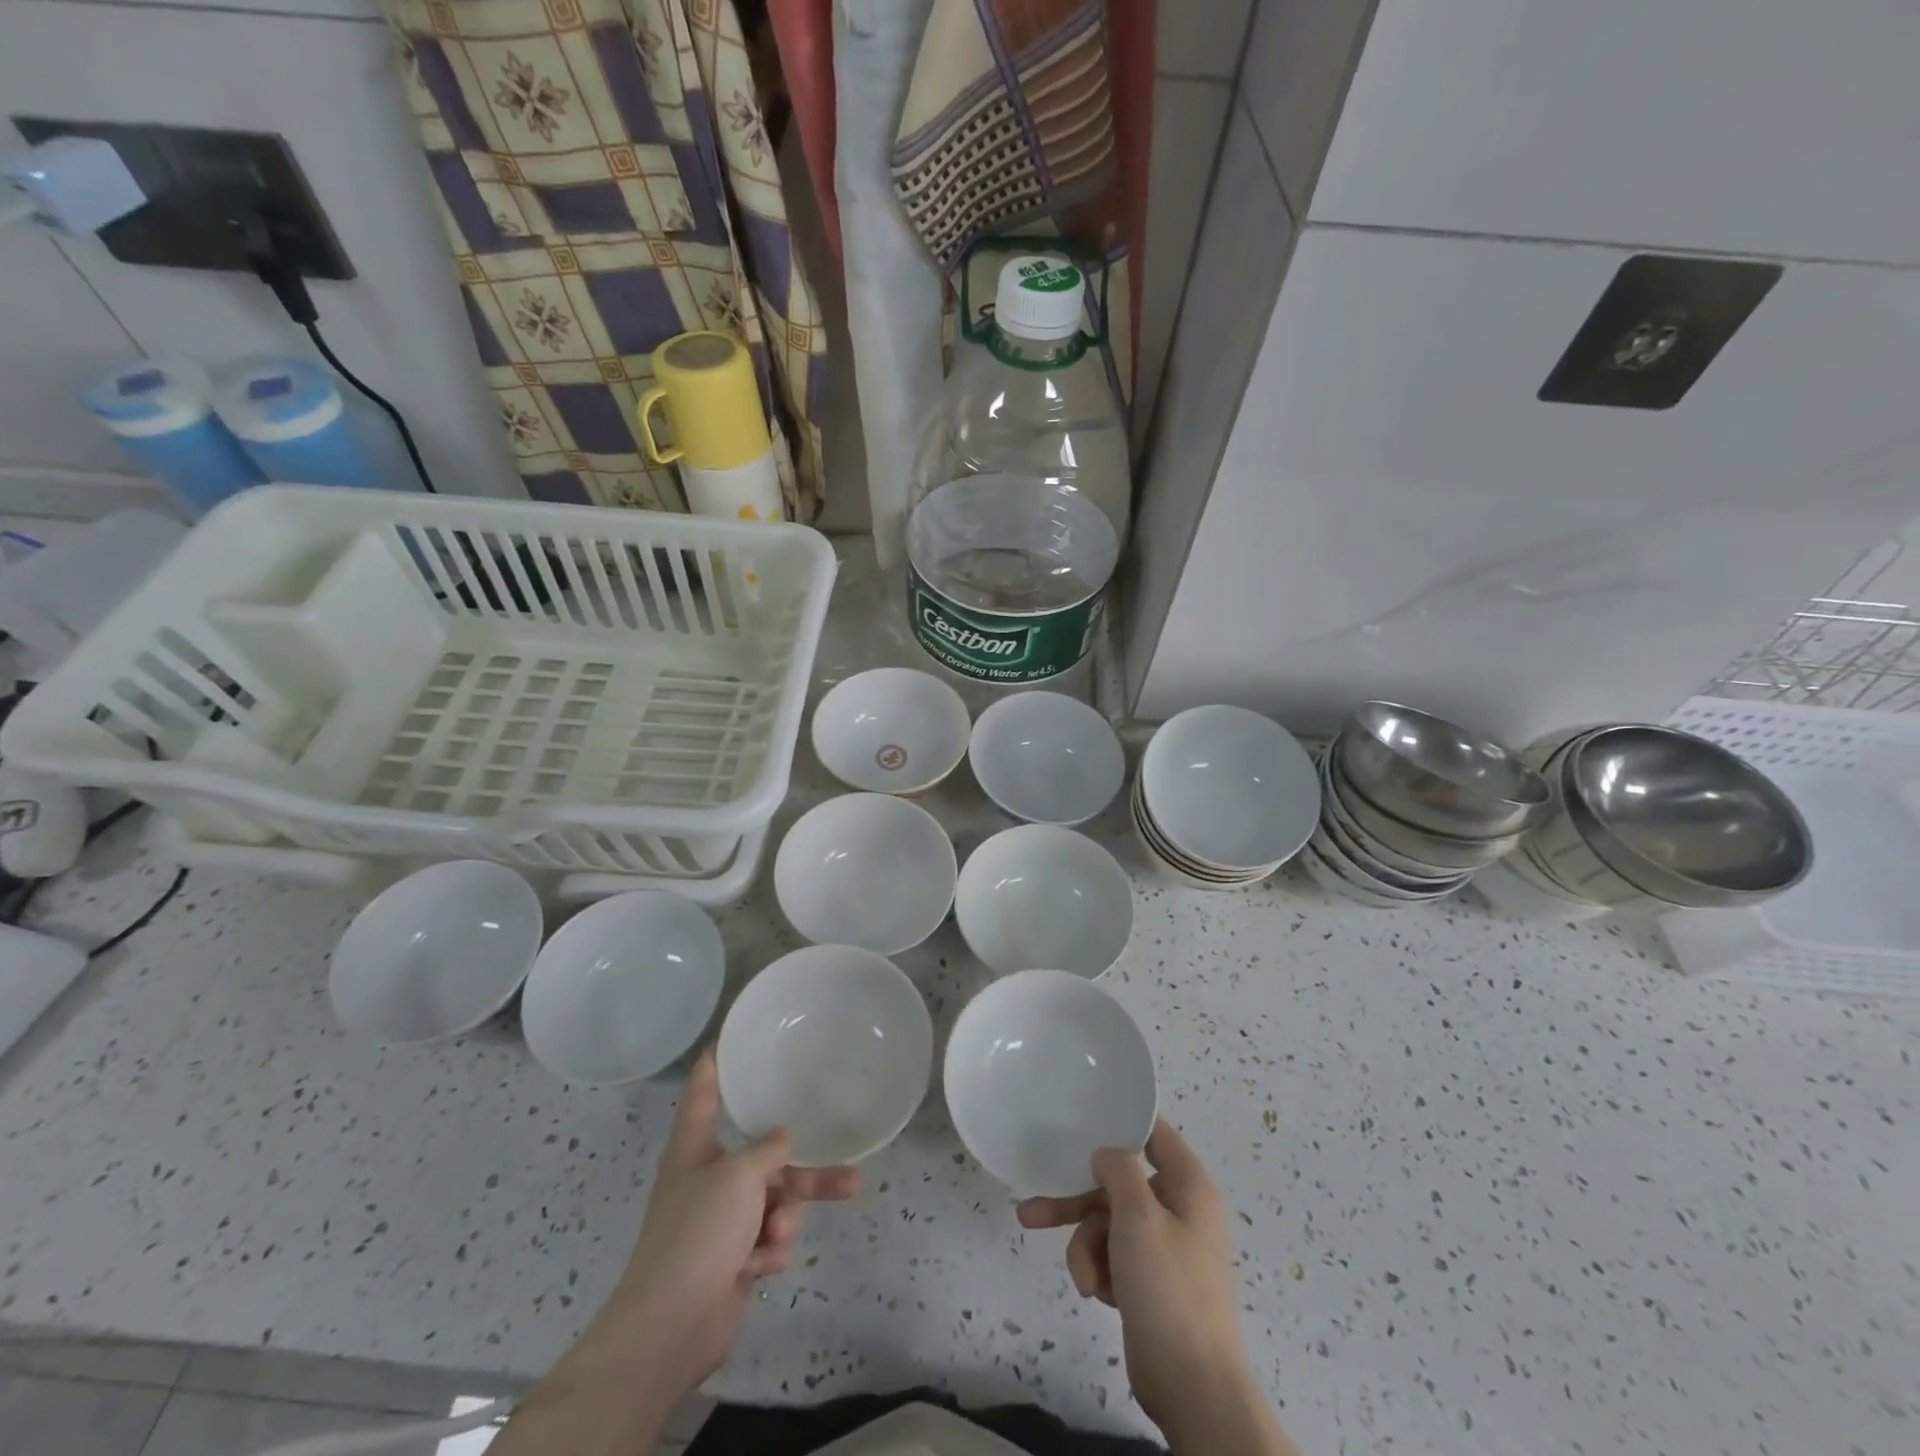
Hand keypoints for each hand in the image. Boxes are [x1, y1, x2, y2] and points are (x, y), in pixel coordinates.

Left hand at [594, 1050, 859, 1400]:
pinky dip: (769, 1249)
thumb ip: (768, 1150)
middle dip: (802, 1168)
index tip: (731, 1036)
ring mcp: (723, 1220)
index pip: (704, 1092)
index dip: (716, 1063)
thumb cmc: (698, 1233)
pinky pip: (770, 1237)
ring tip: (787, 1233)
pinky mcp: (735, 1256)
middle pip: (764, 1156)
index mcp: (694, 1148)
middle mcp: (709, 1177)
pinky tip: (757, 1266)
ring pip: (776, 1200)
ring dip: (786, 1216)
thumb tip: (783, 1138)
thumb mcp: (739, 1176)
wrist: (671, 1327)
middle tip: (848, 1166)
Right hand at [1019, 1120, 1275, 1447]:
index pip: (1154, 1134)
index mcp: (1188, 1186)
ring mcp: (1163, 1248)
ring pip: (1107, 1224)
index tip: (1082, 1115)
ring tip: (1084, 1280)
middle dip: (1076, 1203)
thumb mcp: (1139, 1216)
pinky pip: (1111, 1256)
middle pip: (1117, 1185)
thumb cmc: (1169, 1288)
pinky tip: (1097, 1293)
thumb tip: (1106, 1153)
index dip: (1120, 1122)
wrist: (1192, 1387)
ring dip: (1086, 1247)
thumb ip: (1118, 1170)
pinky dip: (1098, 1270)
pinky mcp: (1148, 1282)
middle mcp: (1177, 1209)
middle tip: (1032, 1212)